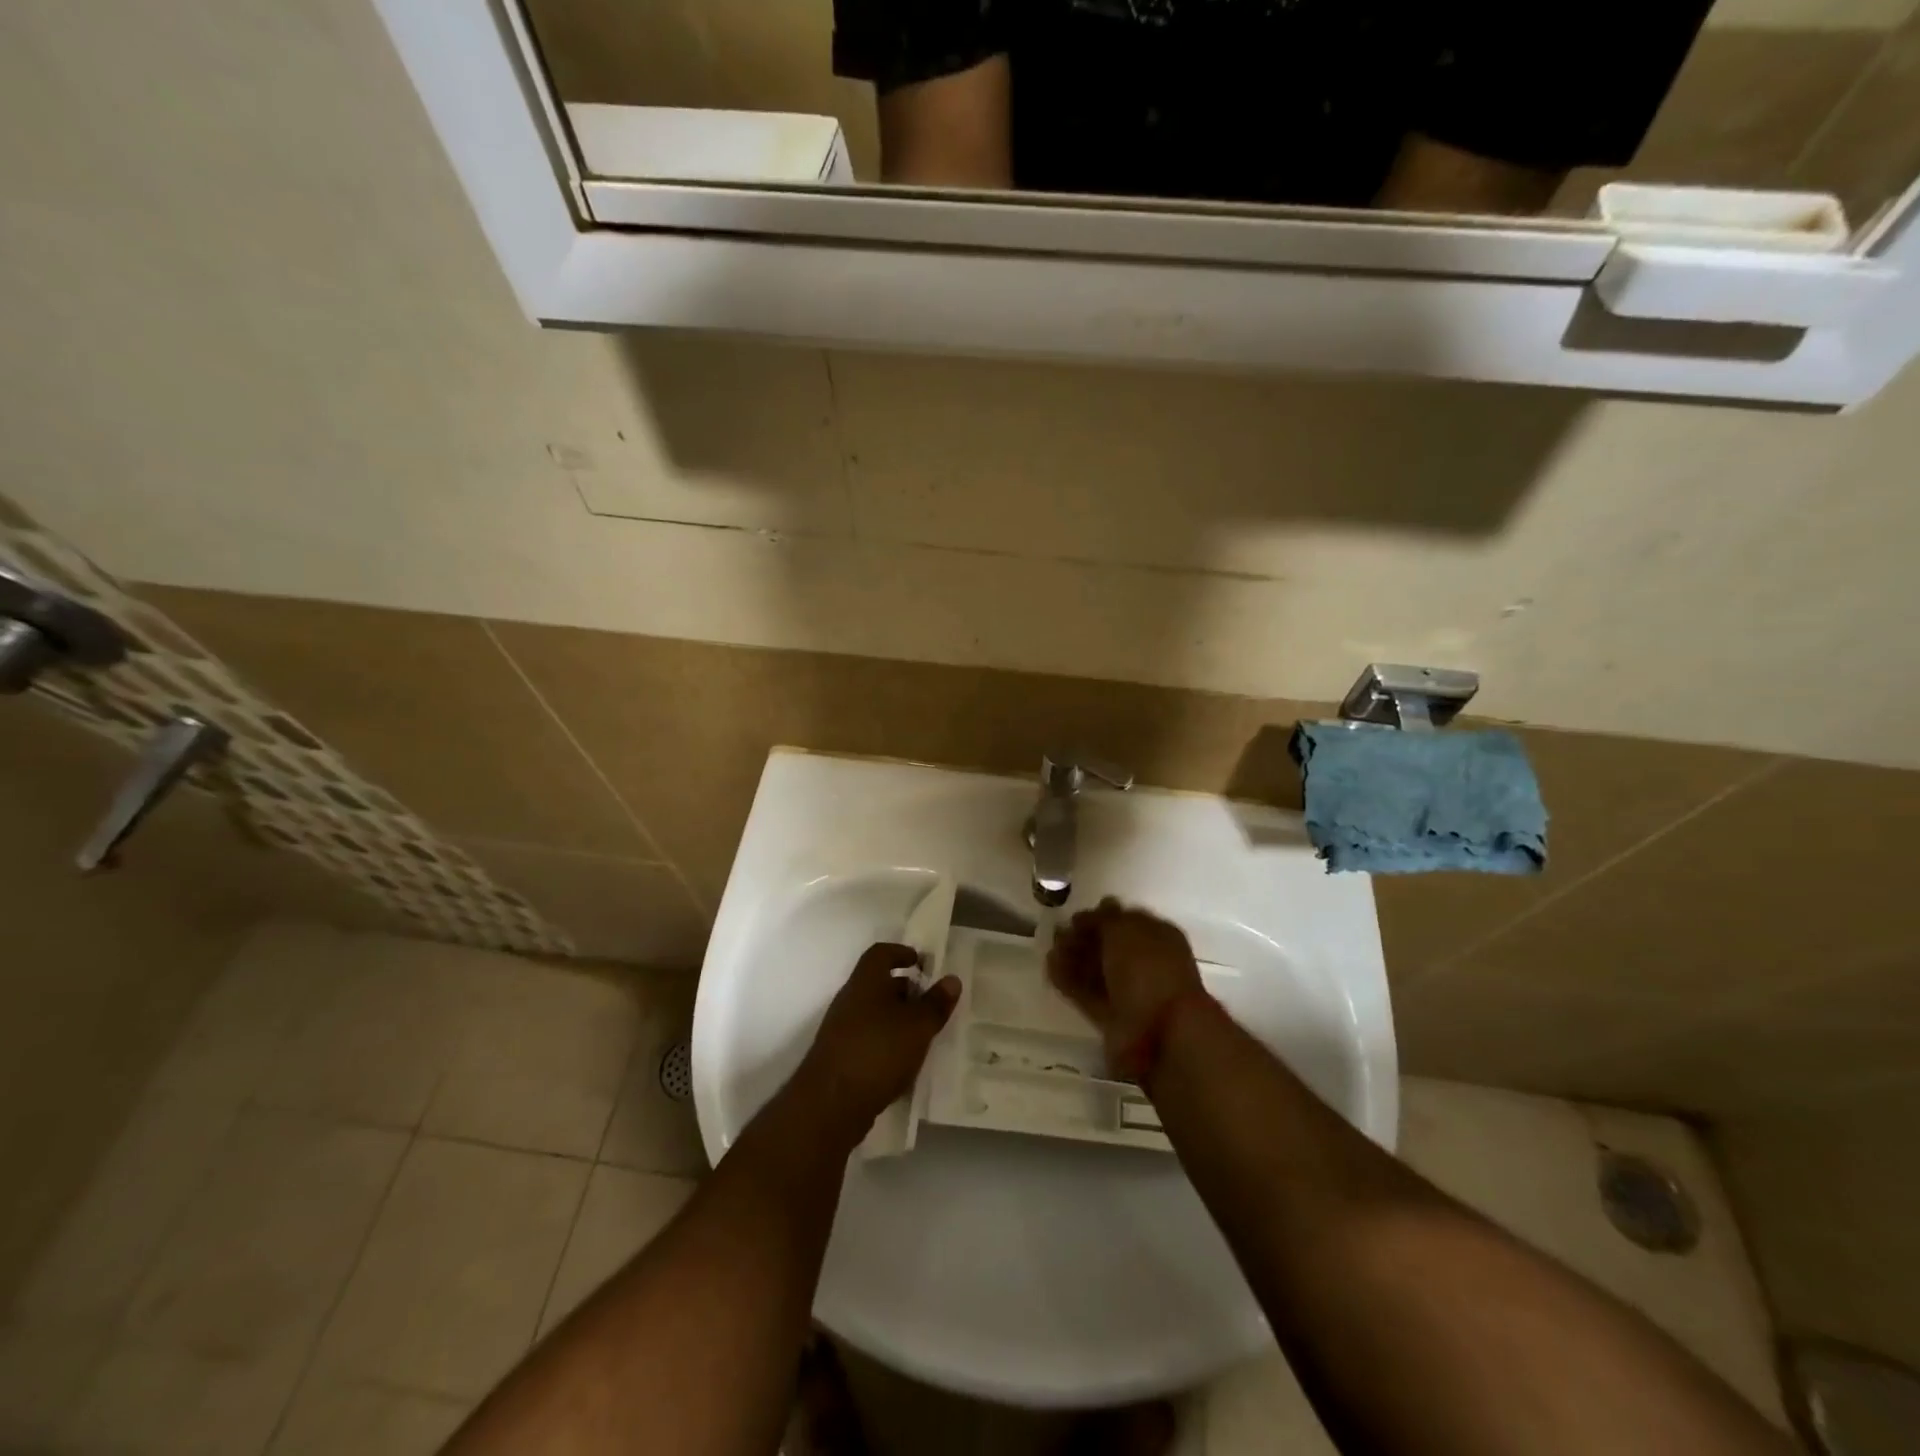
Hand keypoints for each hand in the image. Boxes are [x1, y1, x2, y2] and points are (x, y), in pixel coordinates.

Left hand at [792, 942, 959, 1146]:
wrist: (830, 1104)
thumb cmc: (878, 1051)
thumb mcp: (917, 1026)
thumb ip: (936, 1003)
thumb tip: (952, 980)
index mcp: (865, 982)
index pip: (880, 953)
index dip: (901, 952)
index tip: (921, 962)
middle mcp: (849, 1000)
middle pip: (877, 984)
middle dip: (904, 990)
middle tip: (930, 1002)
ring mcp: (841, 1030)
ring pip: (873, 1014)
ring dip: (896, 1019)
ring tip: (922, 1034)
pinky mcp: (839, 1058)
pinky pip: (867, 1039)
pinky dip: (886, 1043)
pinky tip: (904, 1062)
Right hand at [1047, 899, 1204, 1072]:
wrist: (1162, 1034)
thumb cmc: (1148, 970)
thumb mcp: (1126, 930)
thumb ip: (1106, 918)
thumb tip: (1094, 911)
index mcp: (1158, 937)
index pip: (1126, 920)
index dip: (1100, 916)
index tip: (1074, 917)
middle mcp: (1146, 963)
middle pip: (1108, 946)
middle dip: (1082, 938)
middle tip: (1057, 933)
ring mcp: (1130, 992)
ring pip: (1096, 970)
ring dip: (1073, 959)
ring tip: (1050, 949)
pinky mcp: (1112, 1018)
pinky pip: (1087, 994)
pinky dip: (1069, 982)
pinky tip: (1050, 969)